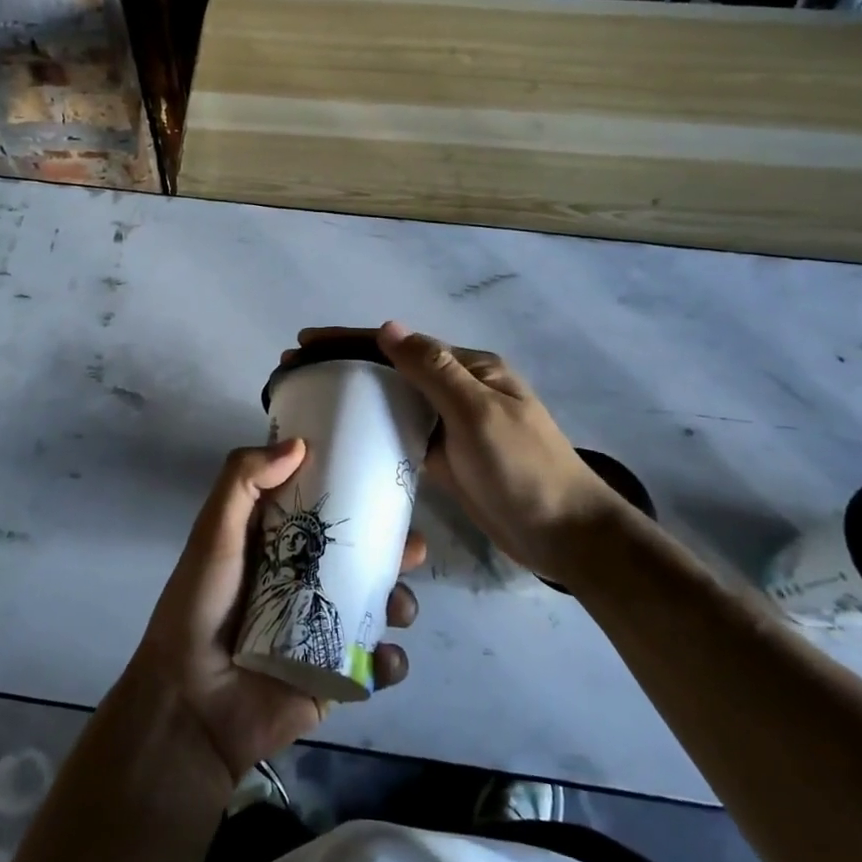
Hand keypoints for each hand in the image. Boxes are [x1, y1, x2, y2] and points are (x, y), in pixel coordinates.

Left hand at [128, 440, 424, 783]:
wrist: (191, 703)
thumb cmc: (201, 607)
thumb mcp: (214, 533)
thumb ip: (243, 481)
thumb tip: (300, 445)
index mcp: (281, 546)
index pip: (329, 512)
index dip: (360, 496)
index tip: (388, 483)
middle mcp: (307, 583)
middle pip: (365, 559)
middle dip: (396, 551)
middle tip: (412, 548)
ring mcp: (324, 631)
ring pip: (380, 608)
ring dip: (401, 603)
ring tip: (398, 608)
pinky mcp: (335, 677)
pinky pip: (377, 667)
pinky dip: (391, 662)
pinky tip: (383, 657)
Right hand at [292, 323, 636, 576]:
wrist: (565, 534)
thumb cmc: (524, 468)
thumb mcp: (478, 413)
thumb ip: (433, 370)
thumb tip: (387, 327)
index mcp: (469, 368)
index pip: (400, 344)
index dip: (350, 340)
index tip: (306, 343)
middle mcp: (457, 389)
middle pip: (392, 369)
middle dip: (344, 363)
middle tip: (295, 371)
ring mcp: (450, 425)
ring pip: (393, 400)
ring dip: (354, 394)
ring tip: (309, 396)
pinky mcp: (444, 457)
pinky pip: (400, 433)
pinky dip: (372, 428)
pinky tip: (343, 433)